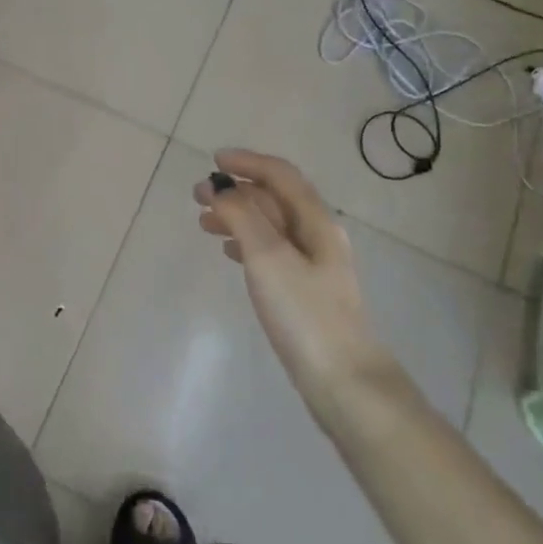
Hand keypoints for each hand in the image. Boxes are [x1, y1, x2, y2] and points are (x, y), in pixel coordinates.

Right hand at [194, 150, 395, 422]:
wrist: (344, 381)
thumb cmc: (304, 313)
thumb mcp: (268, 257)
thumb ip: (242, 216)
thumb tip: (219, 189)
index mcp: (316, 221)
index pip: (280, 175)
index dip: (248, 162)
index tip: (213, 161)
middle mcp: (318, 236)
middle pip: (275, 199)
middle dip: (237, 191)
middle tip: (198, 196)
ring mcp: (314, 265)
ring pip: (271, 226)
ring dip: (238, 217)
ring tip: (205, 225)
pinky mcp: (306, 291)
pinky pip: (272, 251)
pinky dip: (247, 242)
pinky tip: (230, 254)